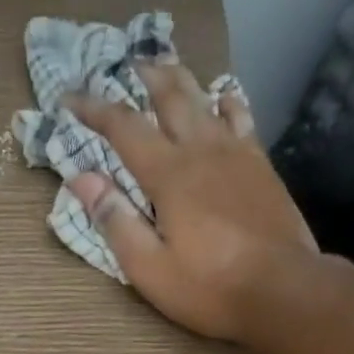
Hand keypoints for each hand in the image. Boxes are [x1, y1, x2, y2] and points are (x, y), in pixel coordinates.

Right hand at [64, 62, 318, 340]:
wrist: (285, 290)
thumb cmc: (211, 287)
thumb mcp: (150, 268)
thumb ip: (115, 222)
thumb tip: (82, 179)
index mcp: (169, 175)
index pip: (123, 128)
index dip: (94, 109)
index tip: (69, 97)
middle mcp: (202, 151)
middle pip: (171, 98)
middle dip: (145, 77)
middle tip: (127, 63)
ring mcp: (238, 155)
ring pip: (206, 101)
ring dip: (183, 81)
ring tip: (169, 67)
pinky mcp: (262, 167)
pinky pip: (242, 119)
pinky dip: (227, 102)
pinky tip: (224, 98)